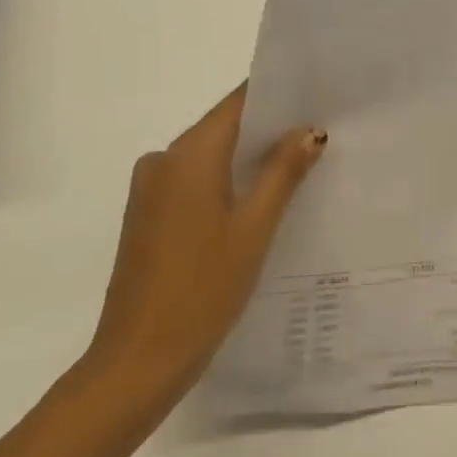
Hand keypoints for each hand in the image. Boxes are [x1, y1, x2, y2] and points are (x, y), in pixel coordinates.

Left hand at [79, 86, 325, 420]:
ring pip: (209, 156)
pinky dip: (225, 181)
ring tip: (299, 167)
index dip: (276, 95)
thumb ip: (282, 172)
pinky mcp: (147, 215)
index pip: (237, 103)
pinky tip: (258, 201)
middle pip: (223, 127)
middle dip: (268, 129)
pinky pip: (193, 181)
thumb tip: (309, 130)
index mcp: (188, 154)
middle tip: (318, 133)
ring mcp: (150, 189)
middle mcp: (163, 160)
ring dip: (247, 158)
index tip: (315, 96)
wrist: (138, 360)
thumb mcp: (255, 227)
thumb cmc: (204, 288)